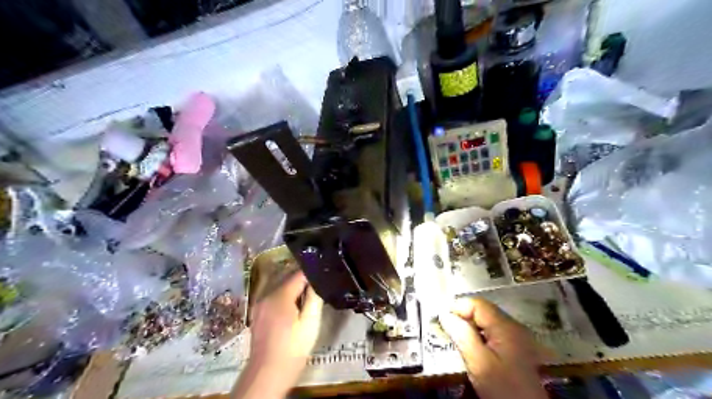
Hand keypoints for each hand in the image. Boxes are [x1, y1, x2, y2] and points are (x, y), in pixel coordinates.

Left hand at [234, 269, 322, 396]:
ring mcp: (259, 304)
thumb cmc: (293, 348)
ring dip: (294, 289)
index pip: (298, 274)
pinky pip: (273, 297)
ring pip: (280, 288)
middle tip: (318, 288)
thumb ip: (314, 297)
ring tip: (308, 298)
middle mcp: (266, 295)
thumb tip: (317, 281)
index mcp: (280, 295)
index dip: (312, 274)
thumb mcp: (311, 322)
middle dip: (303, 281)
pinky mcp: (257, 313)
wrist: (268, 373)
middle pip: (287, 279)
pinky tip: (293, 309)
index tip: (324, 275)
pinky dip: (284, 297)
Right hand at [438, 297, 545, 398]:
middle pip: (483, 311)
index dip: (458, 308)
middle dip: (464, 318)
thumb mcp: (478, 362)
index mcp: (506, 326)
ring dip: (471, 328)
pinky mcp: (517, 348)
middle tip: (449, 333)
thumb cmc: (503, 388)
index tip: (443, 322)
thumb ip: (461, 335)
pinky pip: (494, 333)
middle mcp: (514, 326)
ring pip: (487, 322)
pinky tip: (475, 351)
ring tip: (460, 343)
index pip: (477, 304)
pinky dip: (481, 336)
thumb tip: (445, 315)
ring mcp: (518, 337)